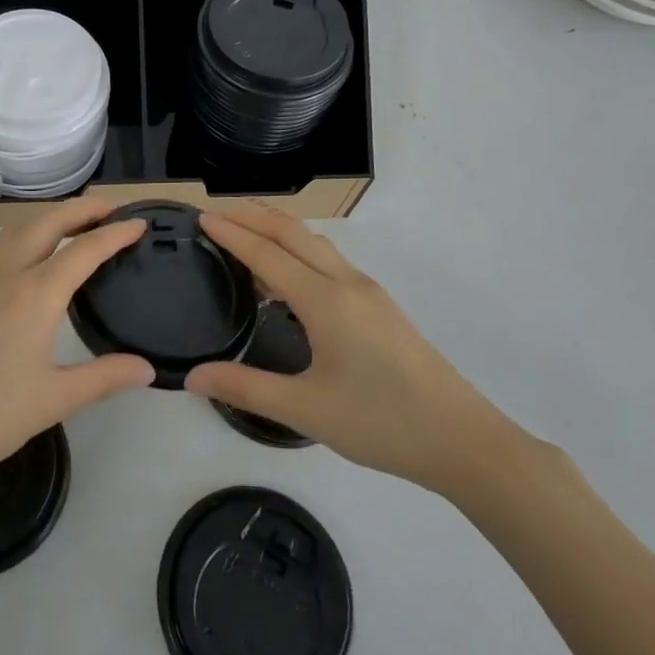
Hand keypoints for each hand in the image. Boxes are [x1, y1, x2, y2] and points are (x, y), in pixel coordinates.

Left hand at [0, 196, 153, 506]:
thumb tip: (147, 369)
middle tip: (113, 206)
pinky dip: (29, 234)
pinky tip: (34, 259)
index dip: (116, 233)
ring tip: (76, 222)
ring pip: (20, 229)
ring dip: (52, 216)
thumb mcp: (53, 400)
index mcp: (35, 294)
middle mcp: (8, 275)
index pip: (85, 250)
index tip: (141, 222)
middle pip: (48, 222)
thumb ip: (103, 378)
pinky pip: (3, 246)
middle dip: (83, 208)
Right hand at [186, 209, 523, 498]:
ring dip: (278, 231)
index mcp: (326, 301)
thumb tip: (192, 377)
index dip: (232, 233)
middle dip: (254, 217)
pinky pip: (329, 262)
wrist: (462, 440)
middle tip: (216, 214)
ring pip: (315, 244)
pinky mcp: (380, 307)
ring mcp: (368, 292)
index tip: (201, 217)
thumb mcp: (306, 410)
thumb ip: (246, 388)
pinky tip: (287, 282)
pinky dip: (298, 253)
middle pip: (293, 233)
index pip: (268, 253)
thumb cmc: (381, 423)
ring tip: (245, 238)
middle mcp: (347, 283)